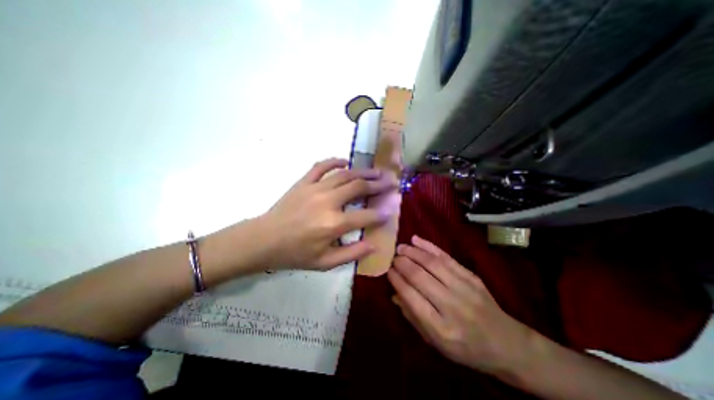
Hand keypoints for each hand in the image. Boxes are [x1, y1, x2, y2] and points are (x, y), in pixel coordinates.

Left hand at [262, 159, 396, 270]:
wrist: (263, 240)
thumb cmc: (295, 254)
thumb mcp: (325, 263)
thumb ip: (351, 254)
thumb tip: (374, 245)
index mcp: (334, 224)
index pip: (366, 216)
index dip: (381, 214)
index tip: (390, 210)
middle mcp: (328, 202)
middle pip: (358, 188)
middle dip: (378, 185)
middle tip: (390, 182)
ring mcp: (315, 189)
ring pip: (345, 175)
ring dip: (363, 172)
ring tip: (376, 172)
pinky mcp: (303, 183)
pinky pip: (321, 167)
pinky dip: (334, 162)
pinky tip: (345, 161)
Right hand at [390, 234, 534, 374]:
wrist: (507, 344)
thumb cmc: (466, 348)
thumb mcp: (436, 342)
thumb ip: (413, 317)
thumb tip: (395, 293)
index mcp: (439, 327)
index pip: (410, 296)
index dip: (397, 280)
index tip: (388, 270)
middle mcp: (451, 305)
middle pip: (419, 277)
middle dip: (402, 263)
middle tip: (392, 257)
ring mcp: (464, 288)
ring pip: (432, 263)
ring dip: (413, 252)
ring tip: (400, 247)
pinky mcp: (471, 276)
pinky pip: (446, 257)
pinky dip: (429, 247)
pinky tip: (416, 240)